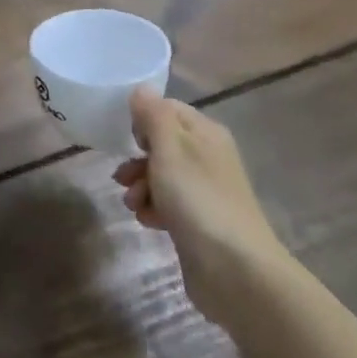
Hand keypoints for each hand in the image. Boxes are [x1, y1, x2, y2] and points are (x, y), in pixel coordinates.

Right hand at [114, 88, 284, 305]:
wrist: (234, 268)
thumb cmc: (198, 199)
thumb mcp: (170, 149)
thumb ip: (153, 116)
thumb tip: (142, 89)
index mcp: (206, 133)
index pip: (168, 110)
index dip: (144, 120)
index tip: (127, 138)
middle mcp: (208, 156)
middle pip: (162, 145)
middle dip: (137, 159)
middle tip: (122, 176)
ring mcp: (204, 190)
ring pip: (161, 176)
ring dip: (140, 187)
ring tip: (133, 204)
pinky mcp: (198, 220)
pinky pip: (167, 203)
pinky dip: (153, 209)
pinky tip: (148, 221)